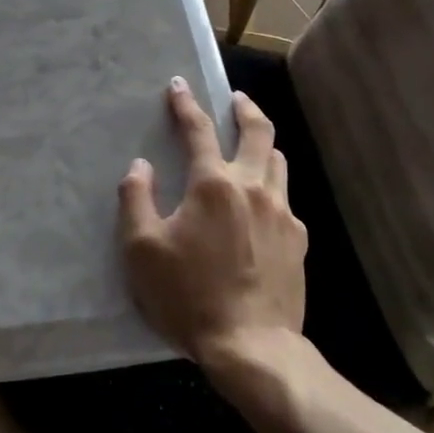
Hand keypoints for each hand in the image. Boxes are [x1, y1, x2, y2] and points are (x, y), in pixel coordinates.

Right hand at [120, 77, 305, 367]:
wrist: (252, 347)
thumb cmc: (189, 296)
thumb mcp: (142, 250)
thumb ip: (135, 199)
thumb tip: (140, 166)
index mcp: (214, 185)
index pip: (199, 130)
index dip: (186, 104)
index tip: (179, 85)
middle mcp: (254, 188)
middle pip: (258, 132)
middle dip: (245, 108)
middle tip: (235, 99)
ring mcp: (282, 214)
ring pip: (278, 162)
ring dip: (263, 145)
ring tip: (251, 145)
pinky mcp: (298, 241)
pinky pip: (285, 199)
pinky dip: (272, 187)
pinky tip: (262, 204)